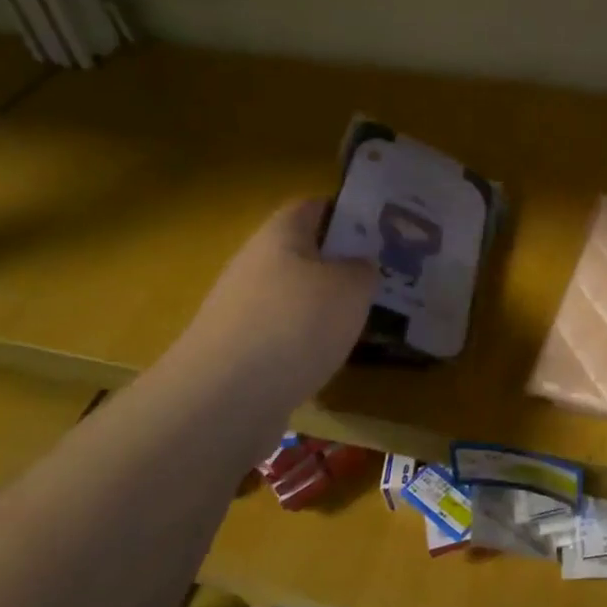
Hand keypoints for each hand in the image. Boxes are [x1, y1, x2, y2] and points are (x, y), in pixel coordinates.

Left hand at [172, 199, 377, 413]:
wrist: (224, 399)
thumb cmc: (295, 324)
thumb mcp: (351, 288)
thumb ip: (364, 269)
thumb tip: (359, 267)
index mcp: (280, 234)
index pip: (315, 207)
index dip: (348, 213)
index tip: (382, 231)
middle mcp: (256, 264)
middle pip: (304, 253)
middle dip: (341, 265)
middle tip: (381, 280)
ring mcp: (242, 309)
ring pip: (295, 296)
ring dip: (326, 307)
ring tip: (364, 322)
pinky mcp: (239, 351)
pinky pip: (283, 334)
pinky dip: (308, 342)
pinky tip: (331, 358)